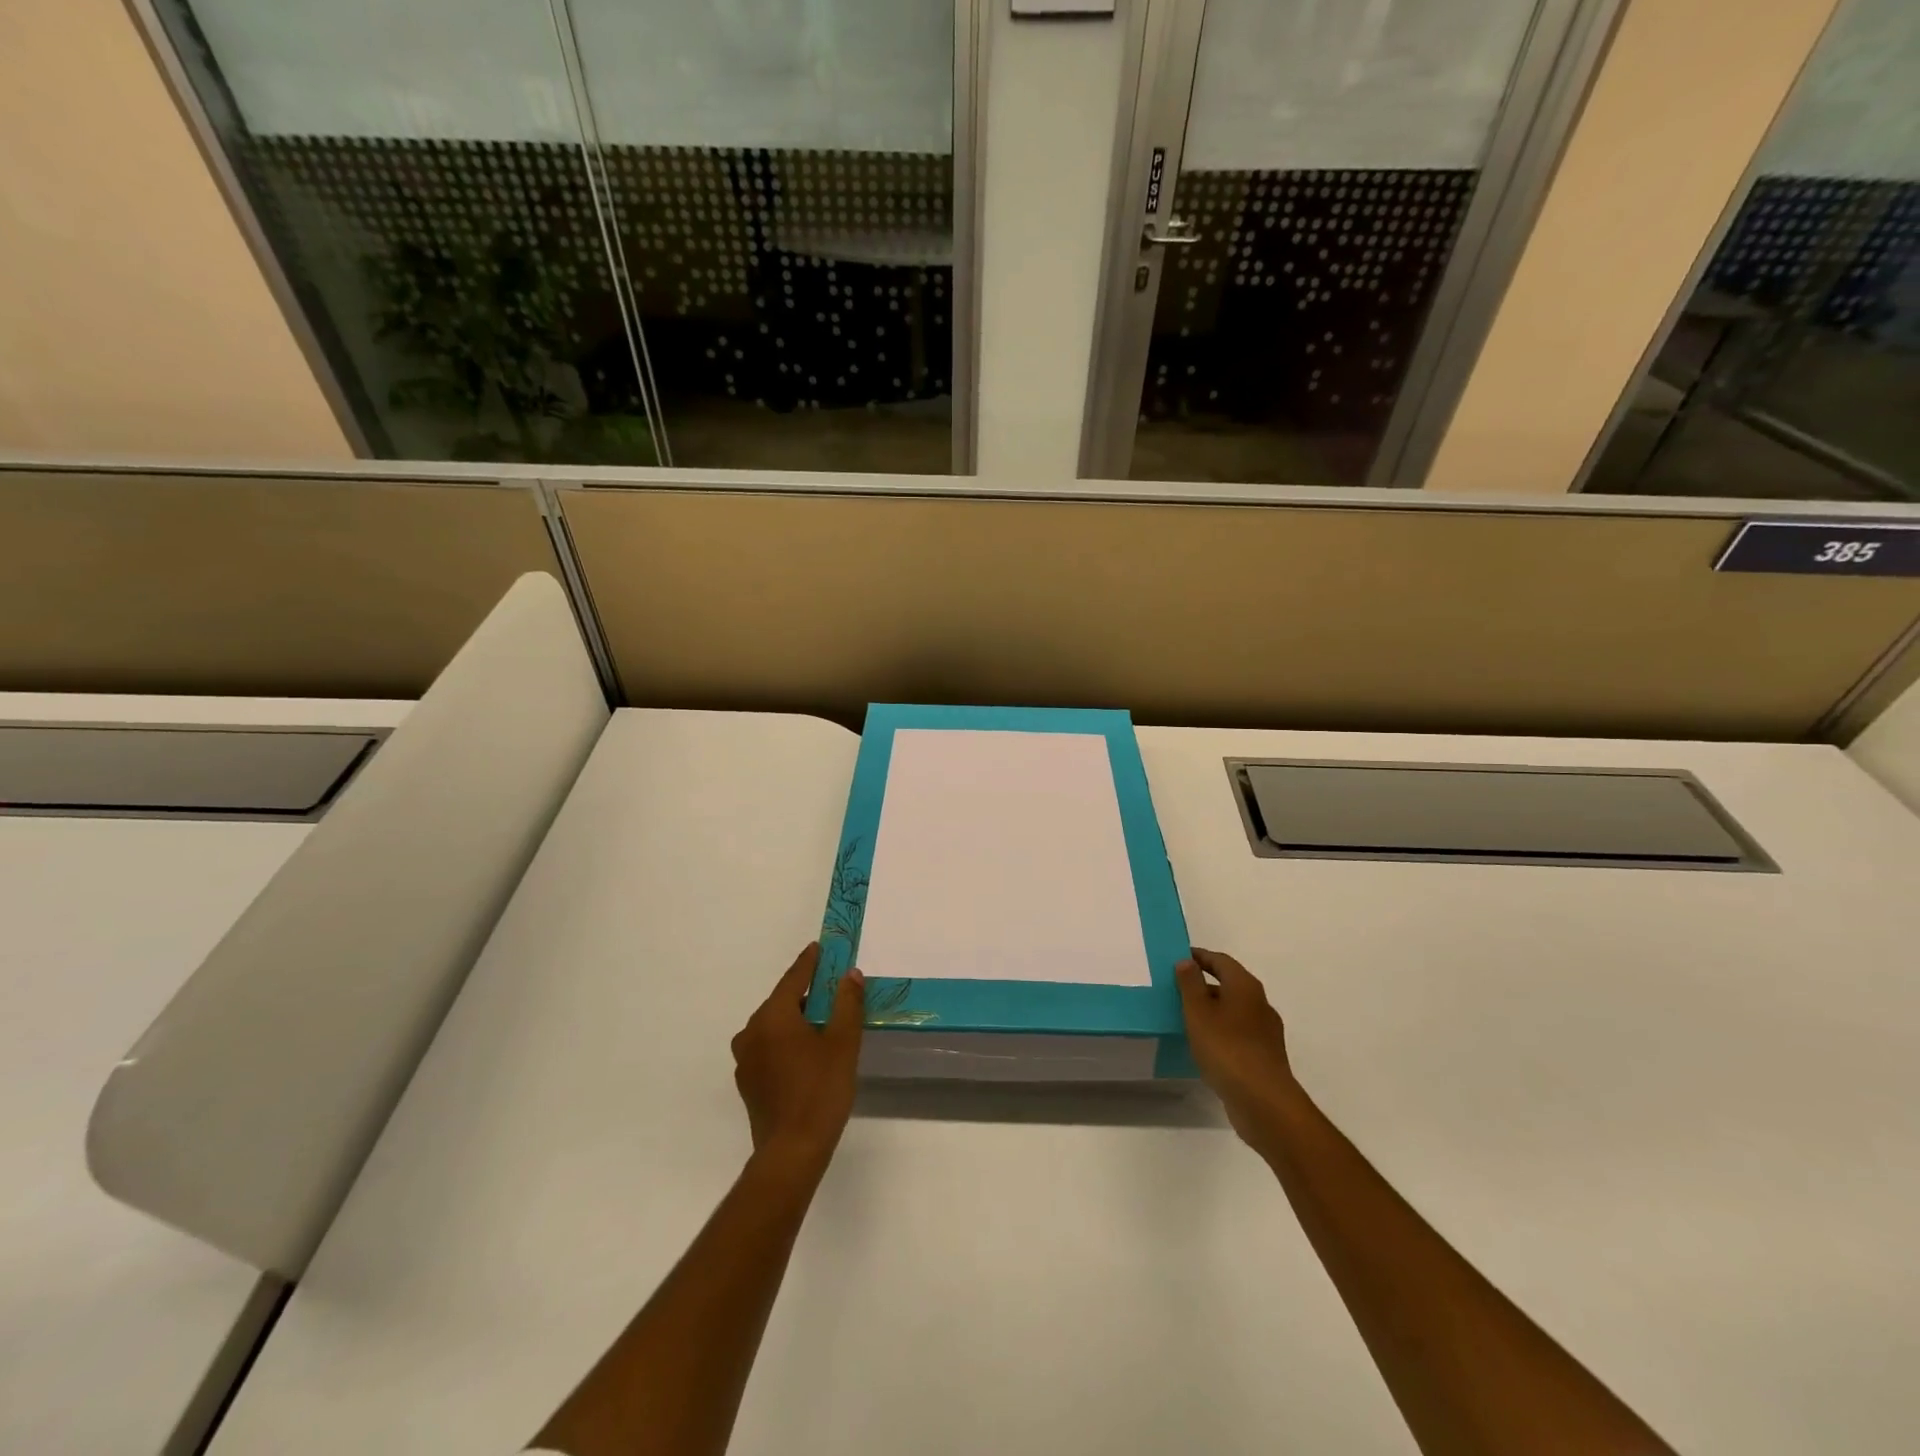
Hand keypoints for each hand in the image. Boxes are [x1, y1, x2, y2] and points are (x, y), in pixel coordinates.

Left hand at [731, 944, 864, 1175]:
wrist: (792, 1153)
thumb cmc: (820, 1091)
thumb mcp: (843, 1042)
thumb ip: (847, 1003)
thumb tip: (850, 975)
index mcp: (772, 1017)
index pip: (793, 978)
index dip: (809, 962)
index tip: (820, 947)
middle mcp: (751, 1032)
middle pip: (782, 1002)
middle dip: (806, 993)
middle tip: (832, 987)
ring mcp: (746, 1059)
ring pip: (775, 1026)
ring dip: (797, 1019)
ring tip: (824, 1021)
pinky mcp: (748, 1082)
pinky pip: (770, 1048)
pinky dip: (788, 1042)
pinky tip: (808, 1053)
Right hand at [1175, 948, 1302, 1146]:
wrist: (1263, 1101)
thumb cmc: (1226, 1048)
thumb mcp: (1198, 1011)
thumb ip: (1190, 983)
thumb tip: (1187, 961)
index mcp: (1245, 986)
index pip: (1221, 961)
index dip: (1200, 957)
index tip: (1179, 958)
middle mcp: (1260, 1004)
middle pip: (1230, 985)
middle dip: (1204, 984)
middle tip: (1177, 989)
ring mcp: (1265, 1032)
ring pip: (1234, 1011)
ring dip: (1212, 1010)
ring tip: (1186, 1018)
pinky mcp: (1264, 1056)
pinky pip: (1238, 1034)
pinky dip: (1220, 1032)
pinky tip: (1204, 1045)